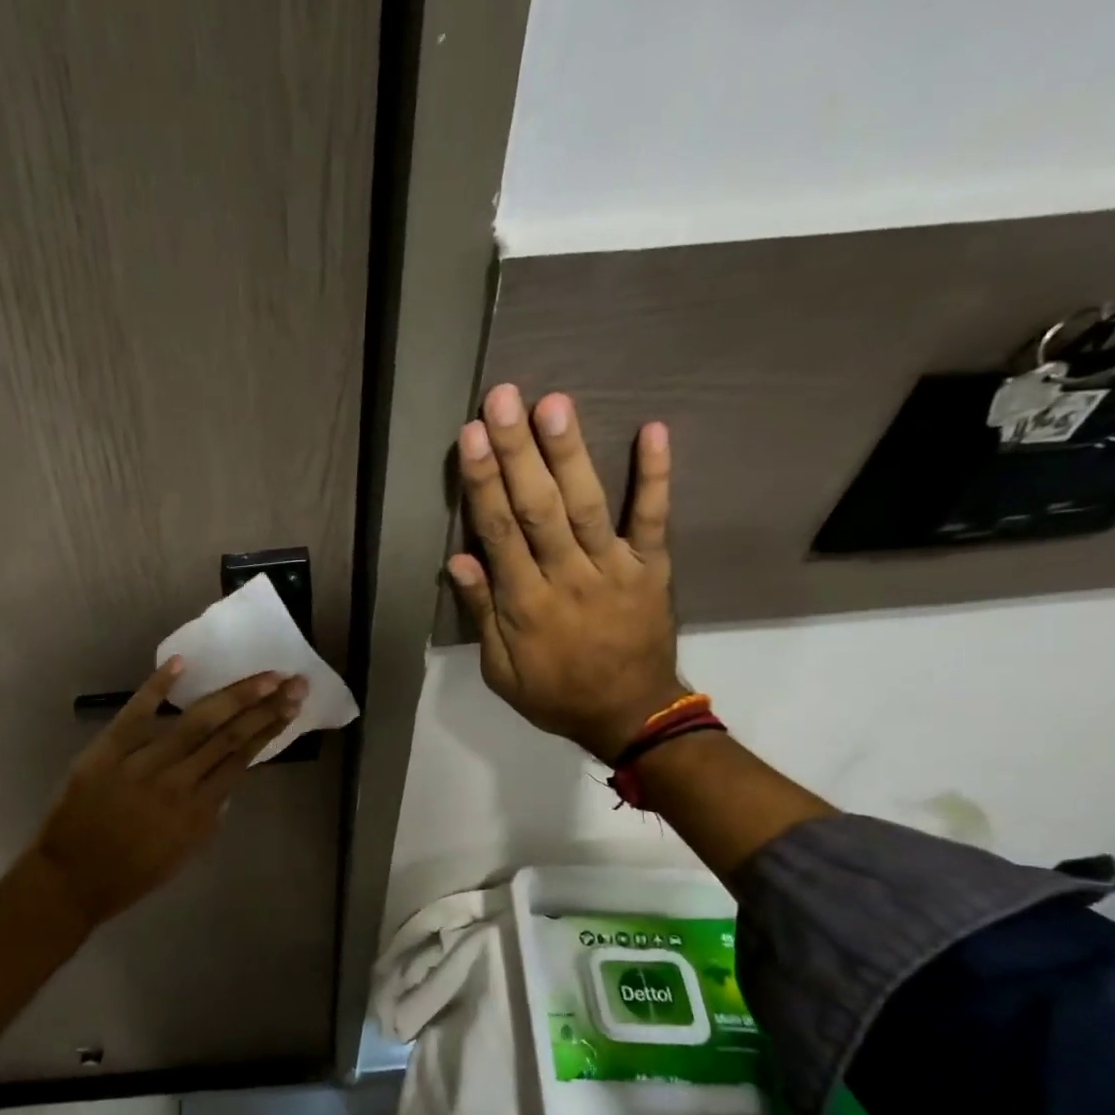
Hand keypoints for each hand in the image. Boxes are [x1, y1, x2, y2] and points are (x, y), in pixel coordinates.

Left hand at [29, 658, 305, 927]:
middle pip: (229, 736)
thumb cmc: (131, 874)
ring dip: (234, 695)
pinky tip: (183, 663)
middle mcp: (178, 783)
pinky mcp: (106, 751)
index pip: (242, 759)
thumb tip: (225, 778)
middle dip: (265, 705)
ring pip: (196, 722)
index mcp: (199, 812)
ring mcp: (142, 764)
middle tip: (294, 681)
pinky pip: (136, 713)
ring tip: (264, 676)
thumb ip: (208, 814)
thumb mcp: (184, 853)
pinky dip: (157, 687)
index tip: (291, 705)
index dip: (270, 729)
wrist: (70, 880)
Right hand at [446, 383, 683, 761]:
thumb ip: (483, 616)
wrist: (630, 716)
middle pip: (538, 507)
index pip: (499, 533)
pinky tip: (653, 430)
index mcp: (526, 604)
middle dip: (518, 451)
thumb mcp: (501, 672)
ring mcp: (615, 569)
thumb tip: (459, 560)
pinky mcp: (652, 568)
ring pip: (588, 505)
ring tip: (554, 403)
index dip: (483, 483)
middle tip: (504, 399)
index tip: (470, 437)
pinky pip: (654, 519)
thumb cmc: (555, 694)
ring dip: (570, 453)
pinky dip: (655, 476)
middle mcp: (568, 577)